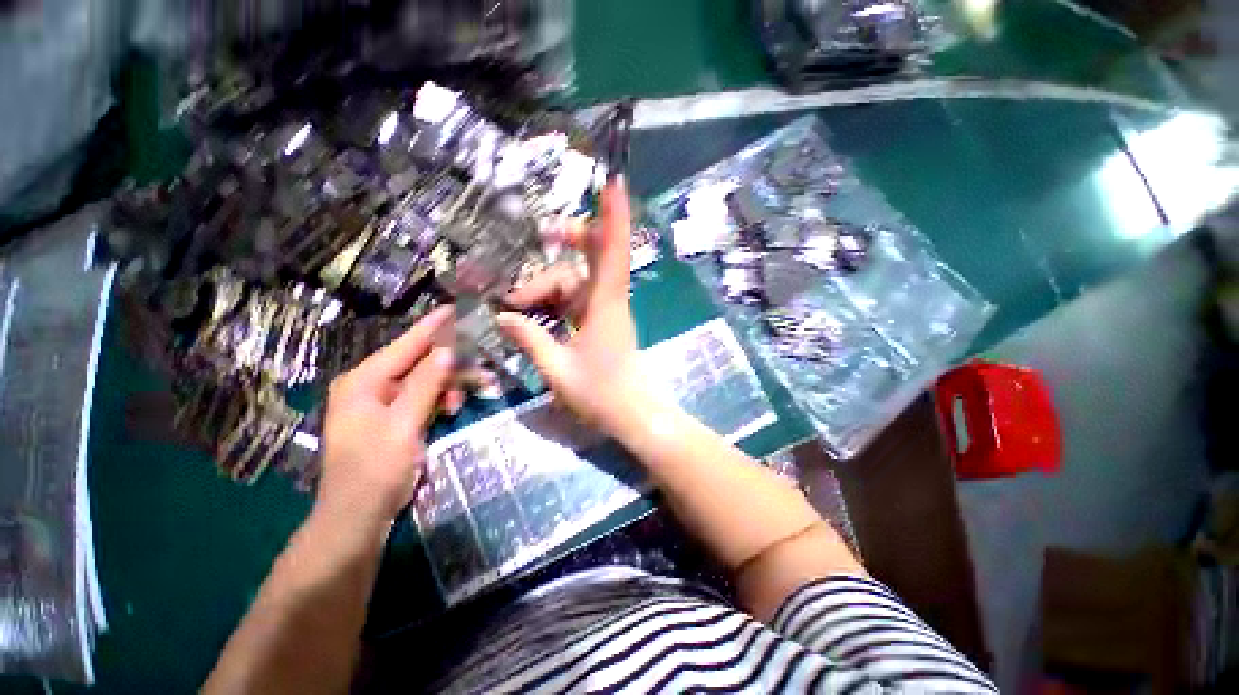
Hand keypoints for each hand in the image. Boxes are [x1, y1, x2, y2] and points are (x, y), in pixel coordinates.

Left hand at [315, 306, 454, 528]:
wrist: (357, 519)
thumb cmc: (374, 471)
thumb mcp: (403, 425)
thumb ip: (426, 384)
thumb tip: (448, 350)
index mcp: (364, 381)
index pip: (405, 345)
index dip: (432, 327)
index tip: (455, 309)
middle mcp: (371, 386)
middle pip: (418, 362)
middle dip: (451, 365)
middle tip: (481, 367)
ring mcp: (382, 403)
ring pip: (425, 381)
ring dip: (449, 385)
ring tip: (466, 397)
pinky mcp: (394, 419)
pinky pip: (423, 398)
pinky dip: (440, 400)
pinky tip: (452, 409)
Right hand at [497, 180, 664, 438]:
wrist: (632, 415)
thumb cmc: (601, 395)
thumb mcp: (558, 370)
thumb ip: (531, 340)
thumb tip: (502, 317)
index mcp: (604, 308)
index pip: (613, 254)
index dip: (615, 218)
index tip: (614, 185)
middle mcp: (608, 302)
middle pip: (592, 259)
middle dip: (570, 242)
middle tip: (543, 235)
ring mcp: (606, 312)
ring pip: (577, 282)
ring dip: (547, 286)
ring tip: (513, 303)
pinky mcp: (601, 323)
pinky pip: (576, 300)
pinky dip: (554, 301)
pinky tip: (531, 312)